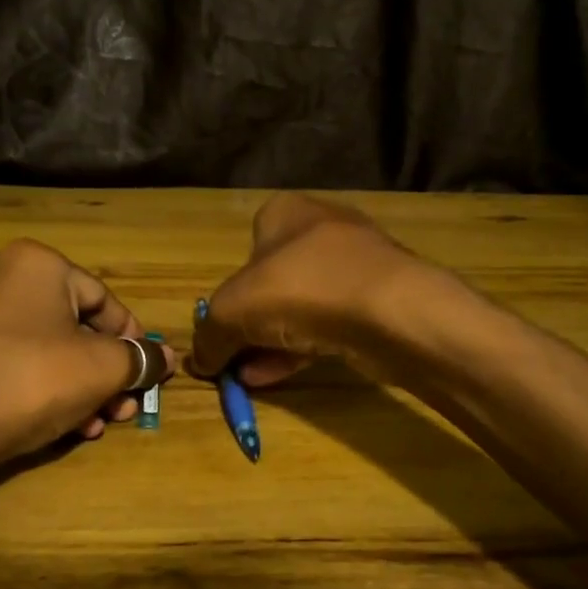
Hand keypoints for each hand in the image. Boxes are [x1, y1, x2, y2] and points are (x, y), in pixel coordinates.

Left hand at [0, 239, 176, 466]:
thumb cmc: (31, 381)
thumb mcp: (102, 369)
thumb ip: (140, 359)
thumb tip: (166, 357)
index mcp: (34, 262)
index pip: (103, 300)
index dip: (132, 340)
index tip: (145, 375)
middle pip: (70, 326)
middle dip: (102, 373)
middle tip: (120, 409)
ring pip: (39, 346)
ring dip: (73, 385)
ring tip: (92, 425)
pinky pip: (5, 358)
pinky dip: (34, 384)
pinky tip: (54, 423)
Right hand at [191, 193, 426, 387]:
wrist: (389, 311)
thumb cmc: (298, 290)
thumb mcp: (231, 312)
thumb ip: (208, 335)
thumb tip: (198, 359)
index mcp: (285, 212)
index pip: (248, 247)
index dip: (230, 289)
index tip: (222, 325)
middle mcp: (322, 229)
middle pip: (273, 281)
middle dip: (251, 324)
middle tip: (234, 358)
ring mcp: (357, 264)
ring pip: (303, 306)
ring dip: (272, 342)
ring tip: (249, 376)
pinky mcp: (379, 300)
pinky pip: (330, 325)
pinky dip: (301, 349)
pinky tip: (277, 376)